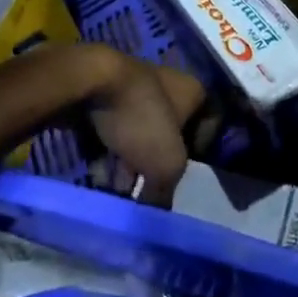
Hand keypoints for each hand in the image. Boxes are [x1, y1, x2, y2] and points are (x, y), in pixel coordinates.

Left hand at [68, 45, 203, 208]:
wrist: (88, 81)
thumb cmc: (140, 118)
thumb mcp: (166, 165)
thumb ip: (165, 193)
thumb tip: (156, 215)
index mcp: (193, 92)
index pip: (209, 125)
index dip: (200, 153)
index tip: (184, 176)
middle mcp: (167, 84)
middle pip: (168, 134)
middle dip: (154, 166)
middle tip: (142, 191)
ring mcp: (134, 86)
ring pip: (137, 133)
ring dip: (127, 163)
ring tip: (113, 188)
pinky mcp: (104, 91)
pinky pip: (112, 128)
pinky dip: (106, 150)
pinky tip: (95, 171)